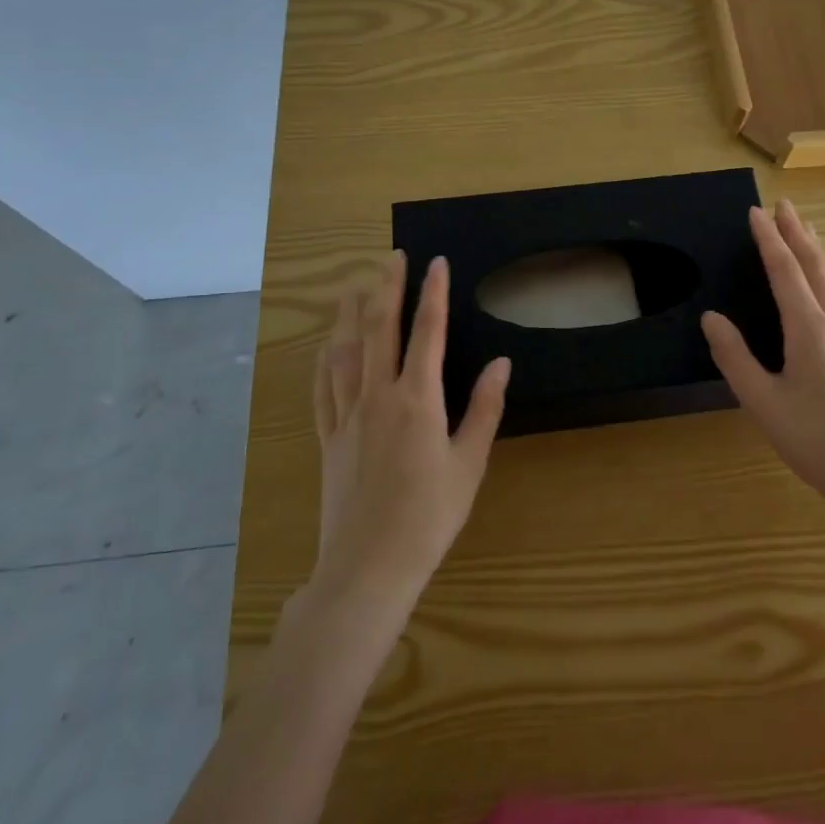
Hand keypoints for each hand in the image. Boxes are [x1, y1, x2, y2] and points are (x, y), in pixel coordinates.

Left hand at [311, 252, 509, 609]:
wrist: (368, 567)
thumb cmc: (429, 516)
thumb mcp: (469, 463)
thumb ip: (484, 408)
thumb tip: (501, 362)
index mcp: (418, 399)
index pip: (427, 331)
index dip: (432, 292)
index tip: (436, 261)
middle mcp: (378, 396)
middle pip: (380, 329)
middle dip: (387, 288)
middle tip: (392, 256)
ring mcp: (347, 415)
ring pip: (345, 351)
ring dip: (349, 314)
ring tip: (352, 286)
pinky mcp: (328, 438)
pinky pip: (322, 388)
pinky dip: (325, 360)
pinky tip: (326, 346)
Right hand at [703, 201, 824, 533]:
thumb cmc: (816, 442)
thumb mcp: (763, 403)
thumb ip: (734, 357)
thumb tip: (712, 318)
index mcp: (810, 330)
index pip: (785, 271)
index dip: (768, 240)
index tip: (755, 213)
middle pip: (816, 265)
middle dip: (797, 232)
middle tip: (783, 205)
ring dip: (817, 248)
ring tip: (805, 228)